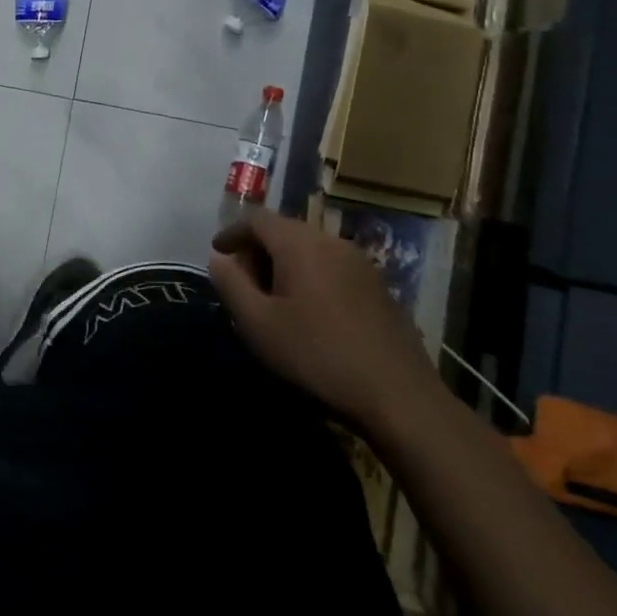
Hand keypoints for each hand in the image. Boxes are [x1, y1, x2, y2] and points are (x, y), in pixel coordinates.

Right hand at [209, 211, 444, 438]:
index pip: (257, 219)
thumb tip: (219, 259)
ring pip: (310, 249)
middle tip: (242, 281)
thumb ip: (231, 284)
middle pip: (285, 230)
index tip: (218, 253)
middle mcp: (332, 243)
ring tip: (273, 299)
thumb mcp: (258, 323)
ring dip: (284, 263)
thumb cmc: (317, 355)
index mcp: (301, 244)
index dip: (232, 232)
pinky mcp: (379, 288)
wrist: (398, 396)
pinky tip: (309, 312)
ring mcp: (361, 264)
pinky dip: (310, 276)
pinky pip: (332, 267)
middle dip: (258, 249)